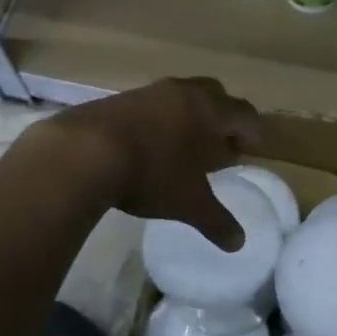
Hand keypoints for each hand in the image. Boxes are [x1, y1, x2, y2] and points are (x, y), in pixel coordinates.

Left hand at [39, 77, 261, 249]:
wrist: (83, 152)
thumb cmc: (151, 173)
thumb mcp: (188, 203)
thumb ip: (217, 221)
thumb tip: (238, 243)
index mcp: (208, 109)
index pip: (243, 112)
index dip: (252, 130)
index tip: (253, 147)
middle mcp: (182, 91)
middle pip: (214, 94)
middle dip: (222, 116)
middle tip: (220, 143)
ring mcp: (148, 91)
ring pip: (180, 96)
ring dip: (188, 116)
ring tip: (183, 146)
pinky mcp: (118, 99)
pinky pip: (151, 104)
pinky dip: (159, 120)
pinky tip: (148, 145)